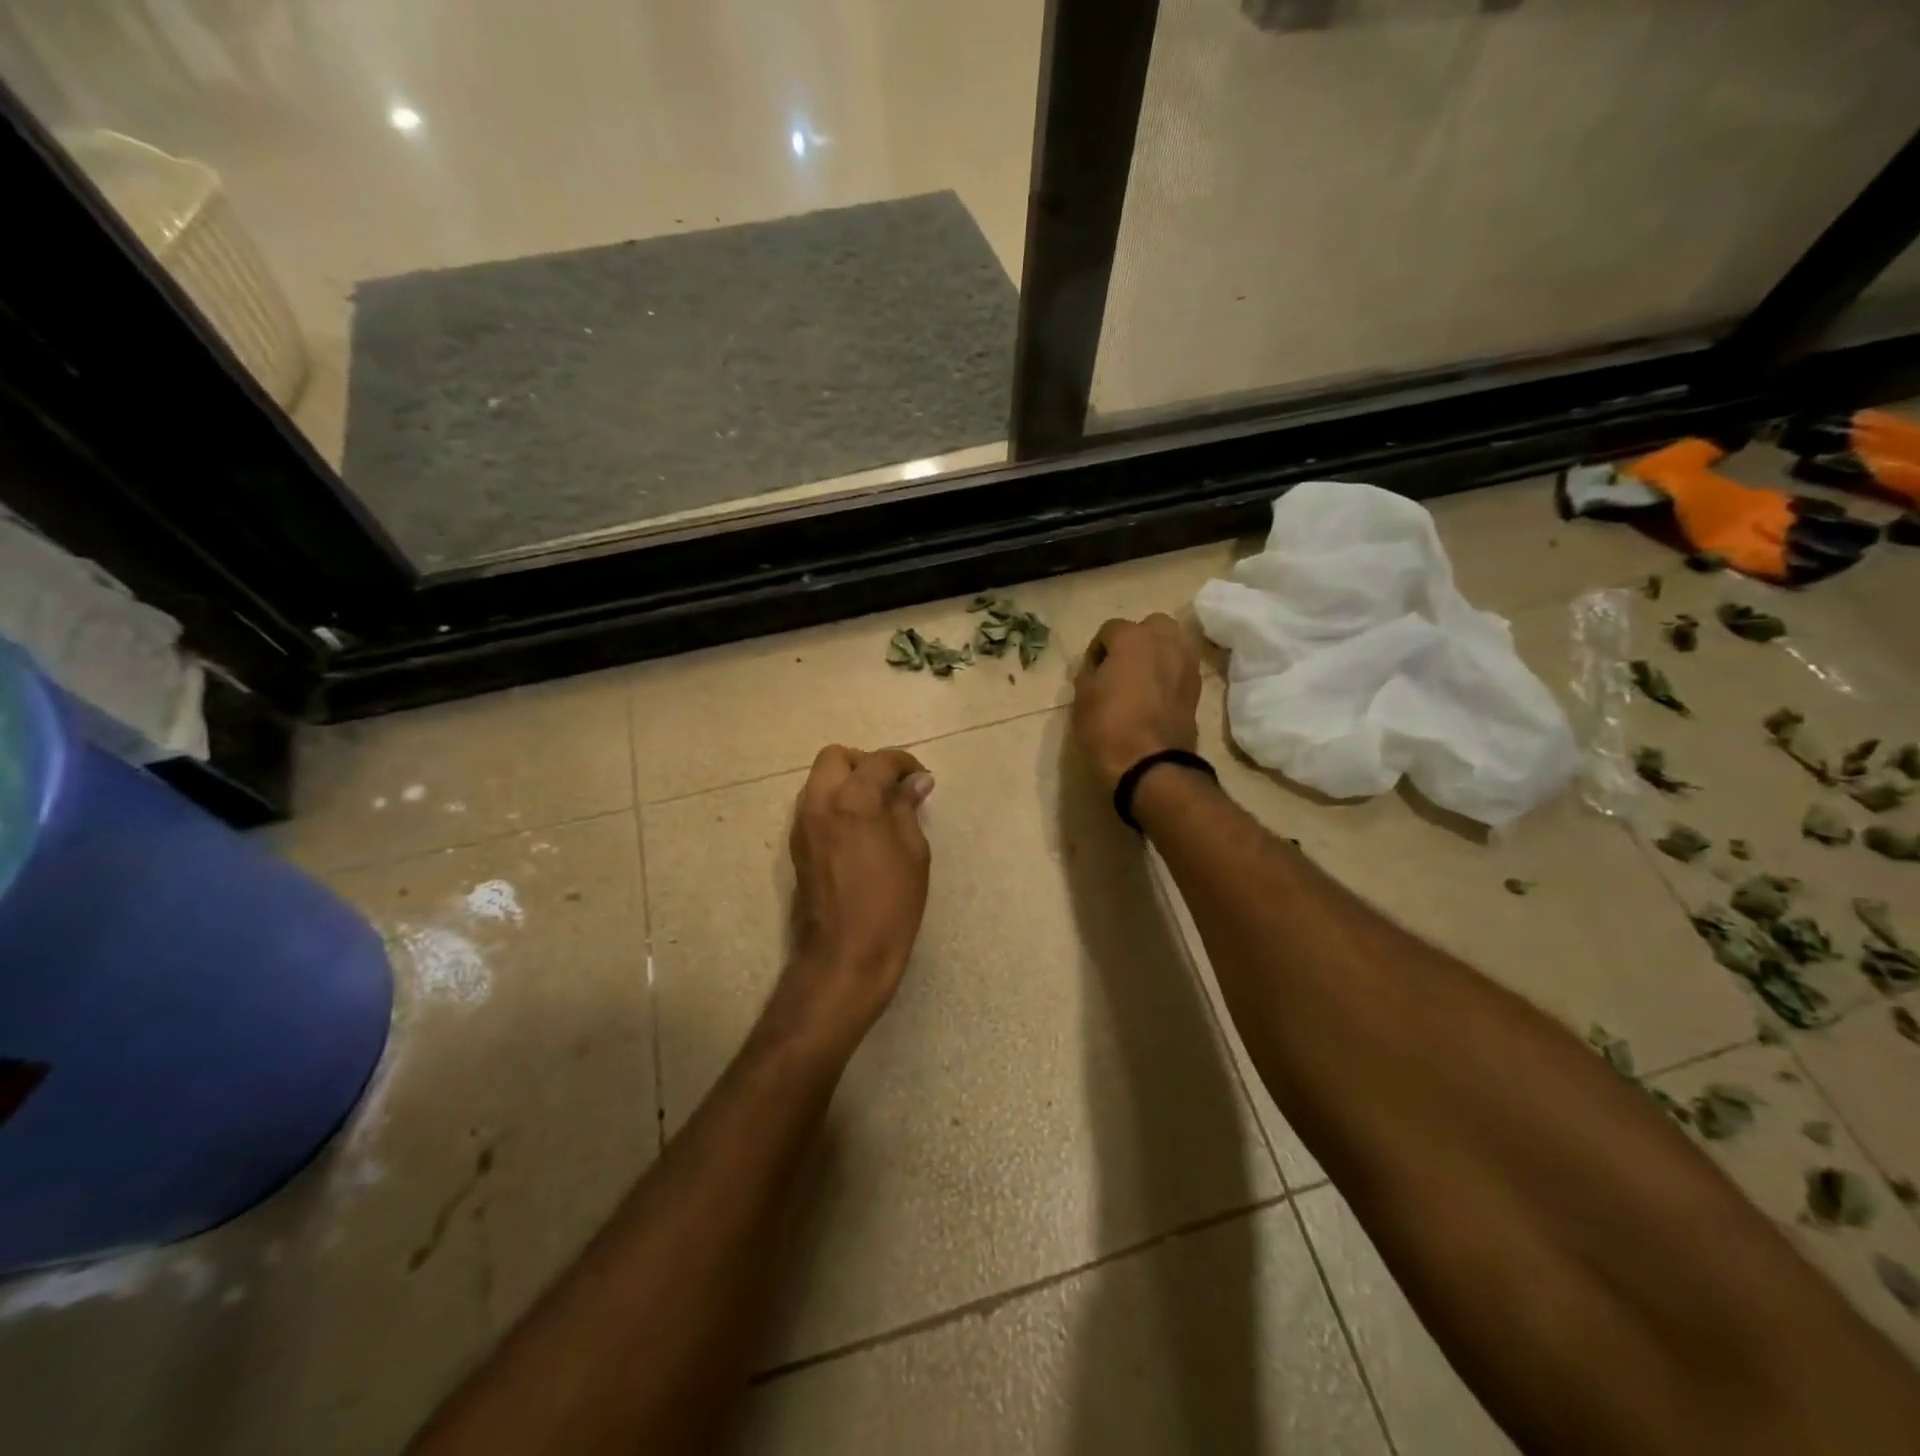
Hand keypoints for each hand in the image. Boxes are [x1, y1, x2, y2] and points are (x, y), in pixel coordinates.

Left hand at [773, 745, 934, 1046]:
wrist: (845, 956)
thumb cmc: (891, 905)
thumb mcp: (914, 853)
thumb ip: (908, 808)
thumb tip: (916, 781)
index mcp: (853, 801)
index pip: (879, 761)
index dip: (904, 763)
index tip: (921, 779)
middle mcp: (819, 803)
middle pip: (836, 757)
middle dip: (866, 763)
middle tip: (891, 788)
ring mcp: (802, 824)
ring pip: (820, 780)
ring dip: (847, 782)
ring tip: (877, 810)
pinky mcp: (796, 845)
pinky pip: (814, 805)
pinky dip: (835, 803)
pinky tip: (859, 830)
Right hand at [1072, 615, 1201, 789]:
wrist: (1150, 764)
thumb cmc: (1108, 727)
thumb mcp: (1082, 698)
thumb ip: (1089, 673)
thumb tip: (1097, 669)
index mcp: (1132, 638)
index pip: (1110, 629)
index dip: (1097, 649)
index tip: (1091, 671)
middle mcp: (1164, 641)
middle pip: (1150, 626)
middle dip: (1136, 639)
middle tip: (1120, 666)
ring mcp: (1186, 663)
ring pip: (1172, 642)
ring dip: (1157, 652)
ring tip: (1141, 678)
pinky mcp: (1197, 687)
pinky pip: (1181, 667)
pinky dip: (1170, 672)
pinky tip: (1157, 694)